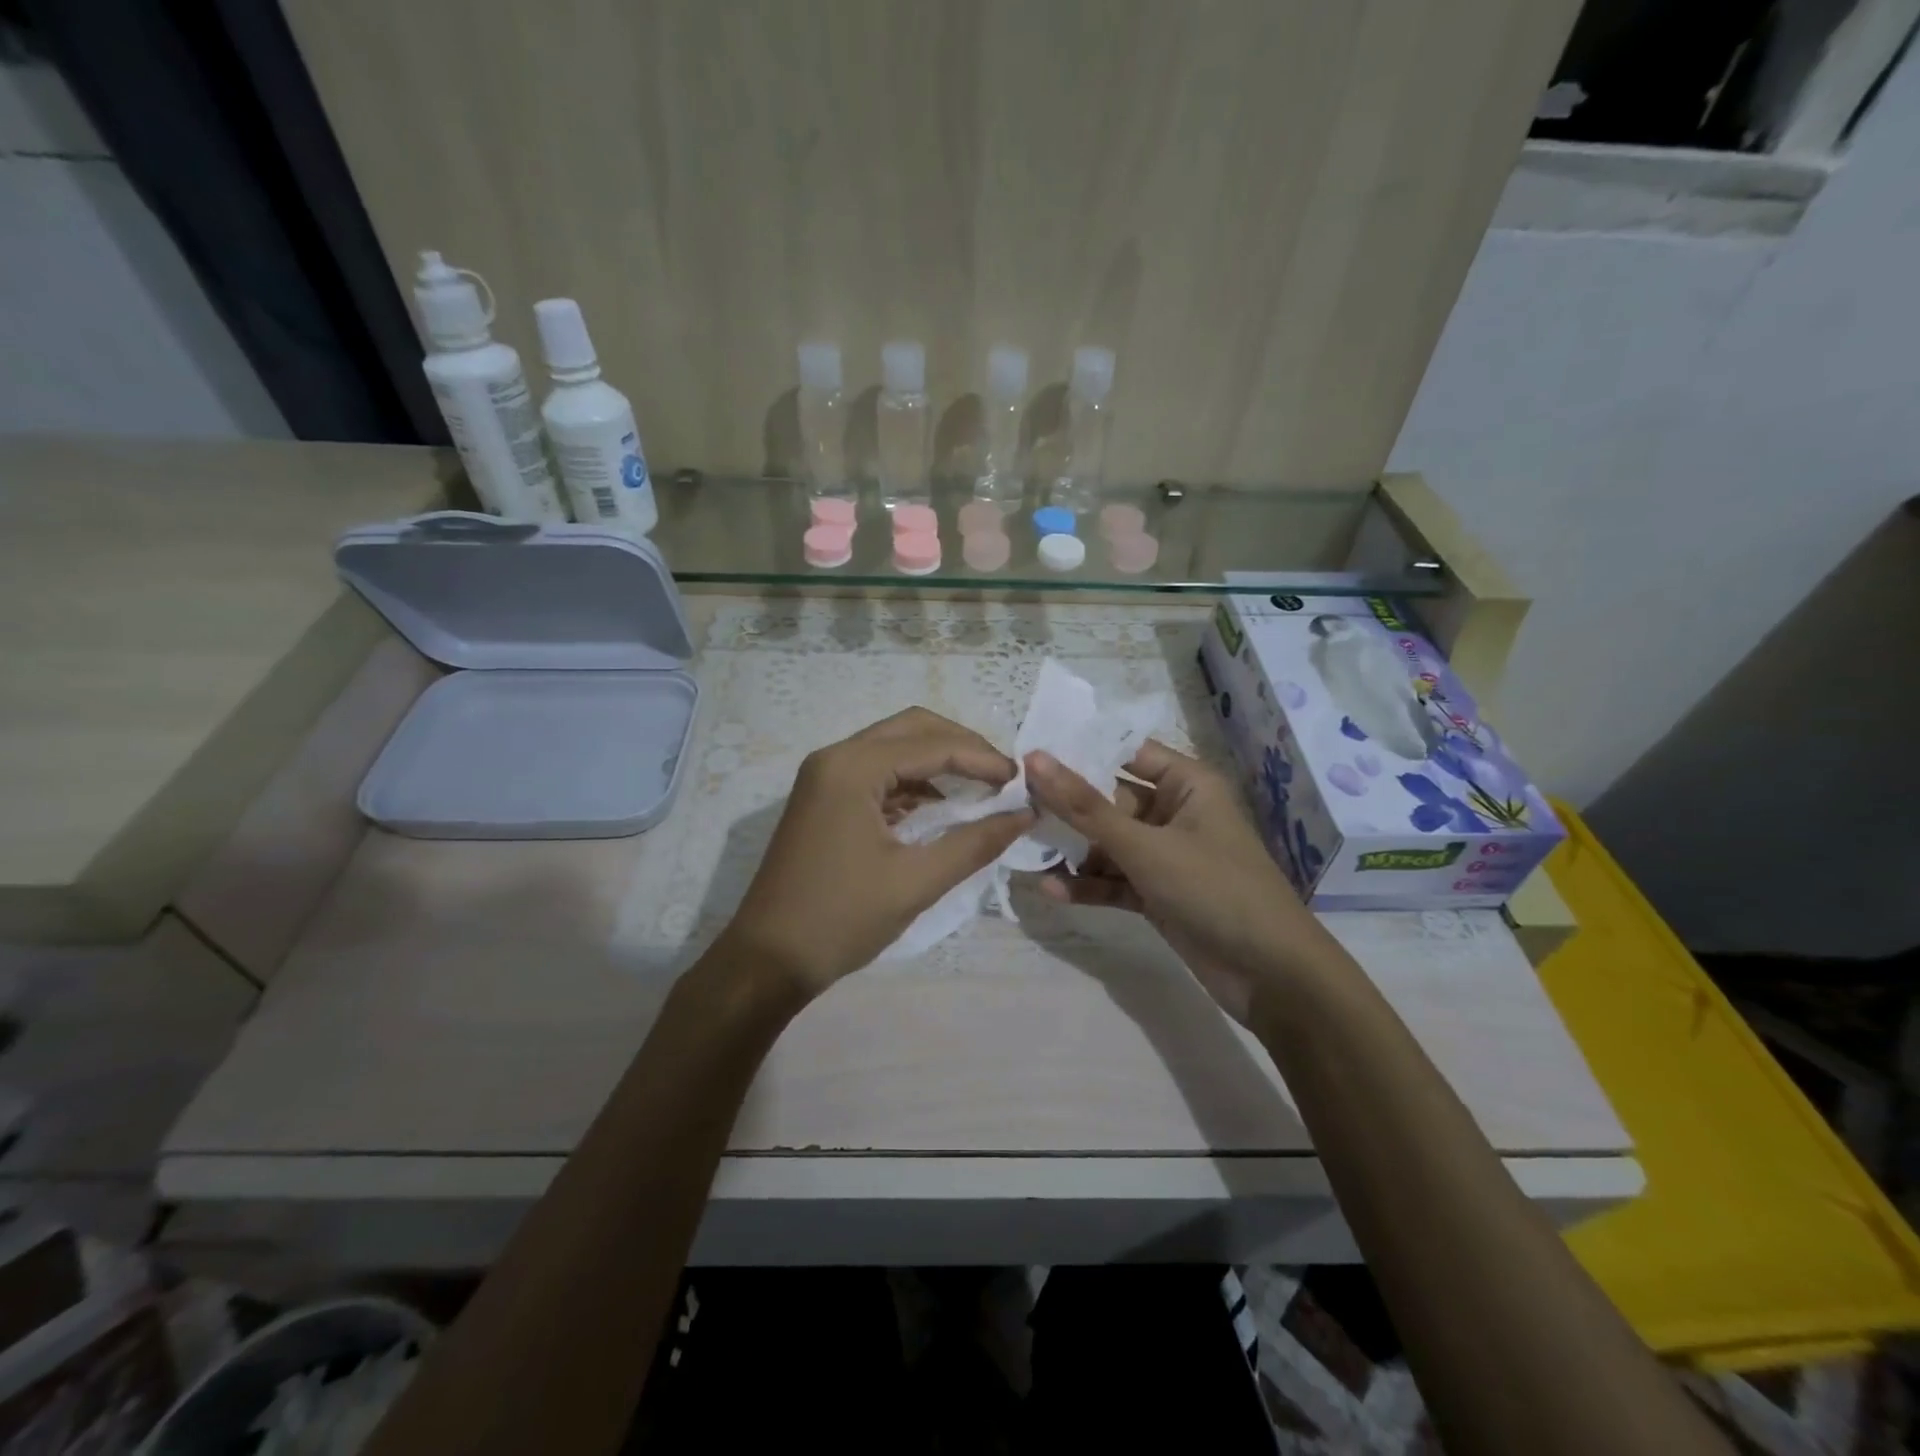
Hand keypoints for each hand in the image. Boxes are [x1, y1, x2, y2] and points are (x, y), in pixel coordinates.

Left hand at [717, 708, 1032, 1000]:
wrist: (767, 959)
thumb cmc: (841, 919)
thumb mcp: (916, 882)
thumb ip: (974, 843)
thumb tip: (1024, 815)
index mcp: (853, 768)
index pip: (933, 745)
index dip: (983, 758)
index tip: (1022, 781)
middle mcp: (835, 758)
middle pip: (912, 729)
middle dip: (961, 746)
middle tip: (1001, 776)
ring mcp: (825, 776)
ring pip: (894, 747)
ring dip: (938, 761)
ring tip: (981, 790)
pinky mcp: (824, 798)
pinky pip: (878, 772)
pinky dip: (913, 782)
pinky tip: (941, 808)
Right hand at [1026, 741, 1324, 1024]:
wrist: (1272, 976)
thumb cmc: (1214, 889)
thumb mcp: (1144, 846)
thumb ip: (1084, 806)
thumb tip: (1034, 759)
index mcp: (1186, 783)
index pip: (1125, 752)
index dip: (1079, 752)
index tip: (1027, 755)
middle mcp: (1175, 812)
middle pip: (1110, 800)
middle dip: (1067, 809)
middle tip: (1014, 808)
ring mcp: (1167, 856)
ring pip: (1108, 843)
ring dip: (1072, 851)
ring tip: (1023, 851)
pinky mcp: (1159, 893)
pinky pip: (1115, 880)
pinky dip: (1088, 885)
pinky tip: (1049, 890)